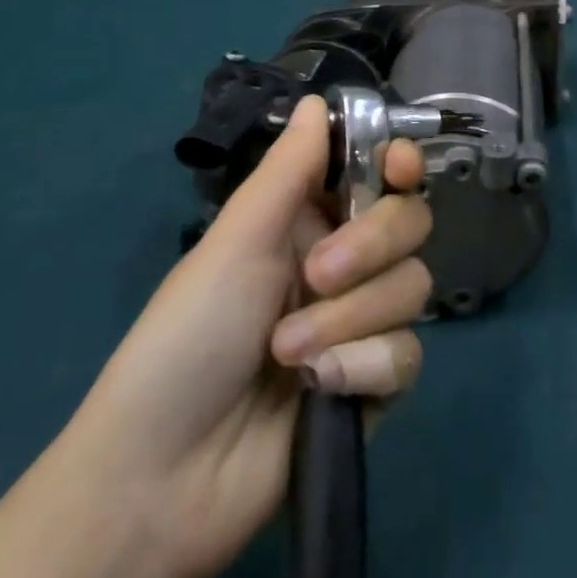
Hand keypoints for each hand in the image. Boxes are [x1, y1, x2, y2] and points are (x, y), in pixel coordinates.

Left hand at [65, 96, 432, 577]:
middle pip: (410, 223)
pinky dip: (365, 366)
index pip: (379, 173)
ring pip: (413, 287)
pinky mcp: (376, 381)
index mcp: (308, 222)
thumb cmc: (186, 339)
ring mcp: (364, 323)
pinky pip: (408, 354)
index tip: (400, 166)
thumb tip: (318, 98)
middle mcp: (344, 263)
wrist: (163, 479)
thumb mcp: (235, 243)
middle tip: (318, 275)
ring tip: (291, 353)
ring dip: (353, 318)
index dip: (399, 162)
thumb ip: (288, 171)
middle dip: (371, 245)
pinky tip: (320, 389)